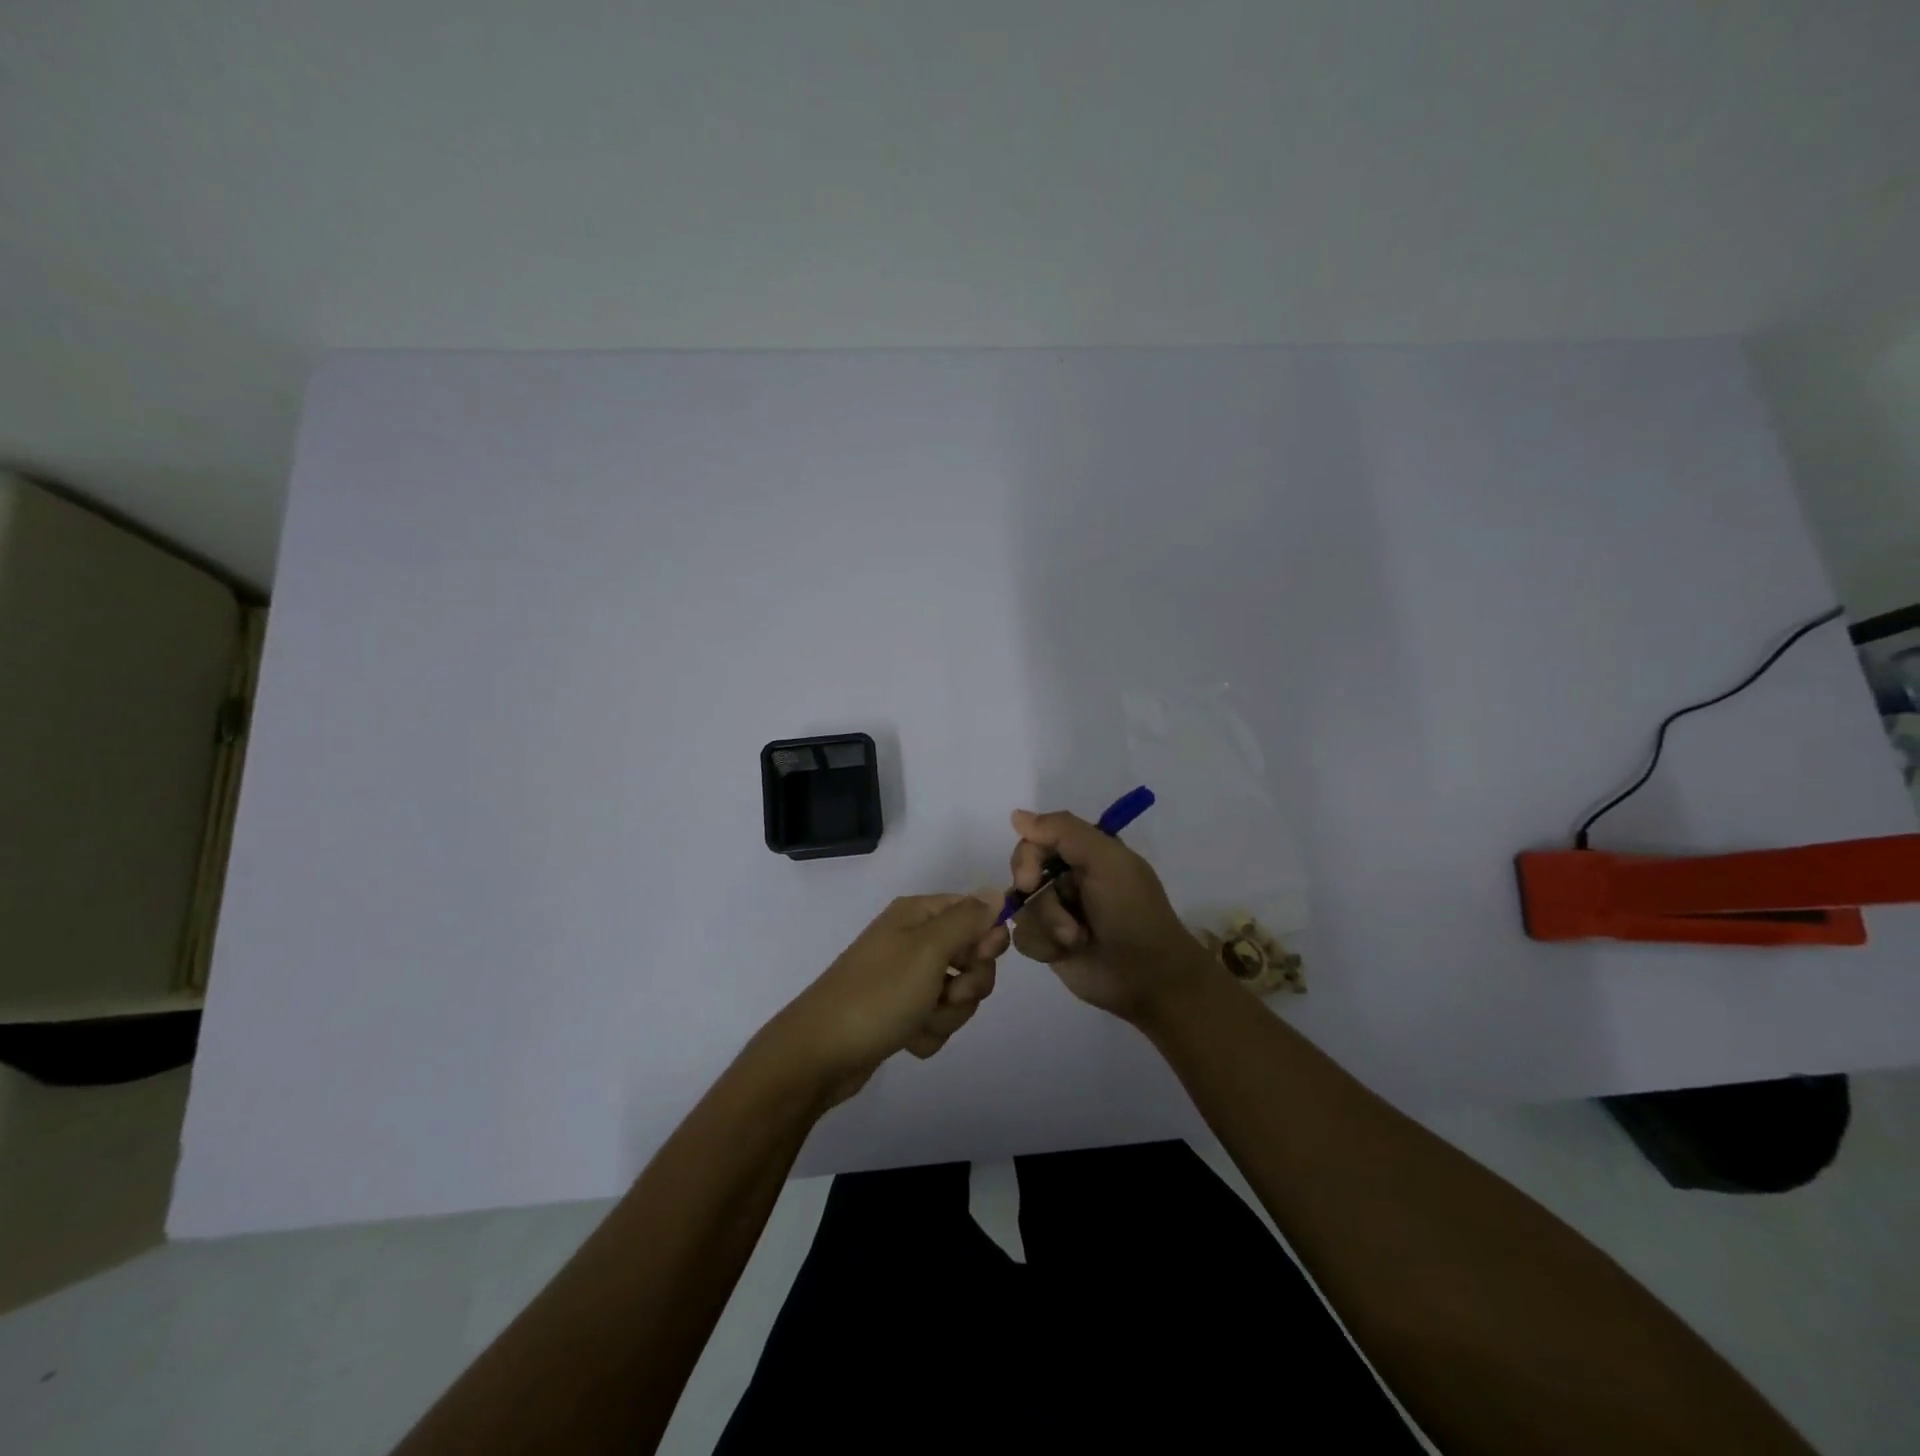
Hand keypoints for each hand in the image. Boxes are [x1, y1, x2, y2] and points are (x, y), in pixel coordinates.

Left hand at [765, 892, 1008, 1103]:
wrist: (821, 1052)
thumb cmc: (879, 993)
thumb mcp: (929, 949)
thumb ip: (968, 919)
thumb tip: (996, 892)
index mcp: (917, 915)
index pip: (974, 912)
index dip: (986, 938)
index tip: (980, 958)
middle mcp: (912, 941)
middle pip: (971, 957)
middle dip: (968, 984)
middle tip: (948, 994)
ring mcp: (905, 979)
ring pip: (957, 994)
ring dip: (948, 1013)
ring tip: (919, 1021)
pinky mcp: (900, 1014)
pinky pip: (937, 1020)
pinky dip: (928, 1033)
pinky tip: (907, 1039)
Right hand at [1007, 808, 1212, 1025]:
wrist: (1148, 976)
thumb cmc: (1132, 912)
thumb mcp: (1107, 861)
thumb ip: (1064, 831)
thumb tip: (1017, 816)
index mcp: (1085, 852)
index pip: (1036, 840)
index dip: (1027, 858)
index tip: (1029, 879)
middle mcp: (1067, 877)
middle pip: (1022, 873)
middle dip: (1040, 900)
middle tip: (1061, 918)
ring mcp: (1056, 911)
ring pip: (1022, 908)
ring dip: (1047, 925)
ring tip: (1076, 939)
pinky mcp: (1049, 944)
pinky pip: (1023, 937)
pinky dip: (1043, 945)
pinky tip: (1065, 953)